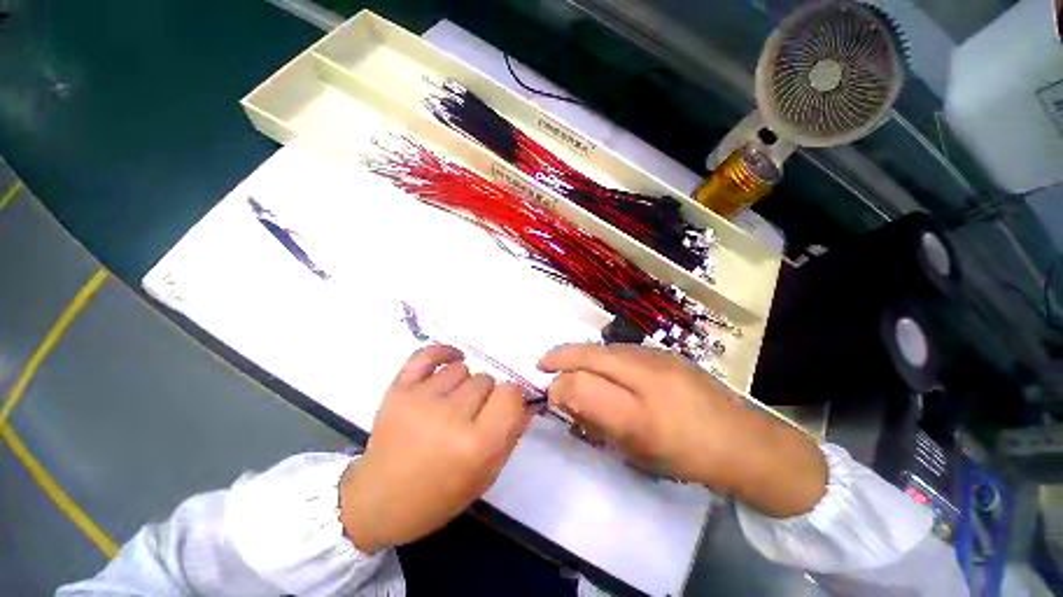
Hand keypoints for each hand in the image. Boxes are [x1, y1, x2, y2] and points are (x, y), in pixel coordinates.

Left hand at [339, 346, 532, 552]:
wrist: (379, 500)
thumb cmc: (439, 494)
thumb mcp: (486, 474)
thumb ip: (512, 433)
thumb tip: (529, 400)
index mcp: (477, 445)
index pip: (511, 393)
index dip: (511, 397)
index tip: (503, 406)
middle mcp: (451, 418)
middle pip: (486, 379)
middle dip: (485, 395)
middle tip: (471, 414)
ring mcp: (421, 400)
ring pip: (462, 368)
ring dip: (463, 383)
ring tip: (450, 403)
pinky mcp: (398, 389)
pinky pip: (427, 354)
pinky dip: (443, 352)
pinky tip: (451, 360)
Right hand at [539, 344, 826, 517]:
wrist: (743, 442)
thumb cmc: (686, 456)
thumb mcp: (636, 450)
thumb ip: (597, 420)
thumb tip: (567, 395)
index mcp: (640, 413)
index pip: (584, 386)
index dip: (559, 386)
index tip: (549, 392)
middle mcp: (647, 377)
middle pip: (592, 355)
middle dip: (560, 356)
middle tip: (543, 362)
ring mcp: (659, 358)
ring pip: (607, 348)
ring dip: (582, 353)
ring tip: (568, 362)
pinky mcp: (667, 353)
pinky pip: (624, 350)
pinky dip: (603, 354)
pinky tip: (603, 366)